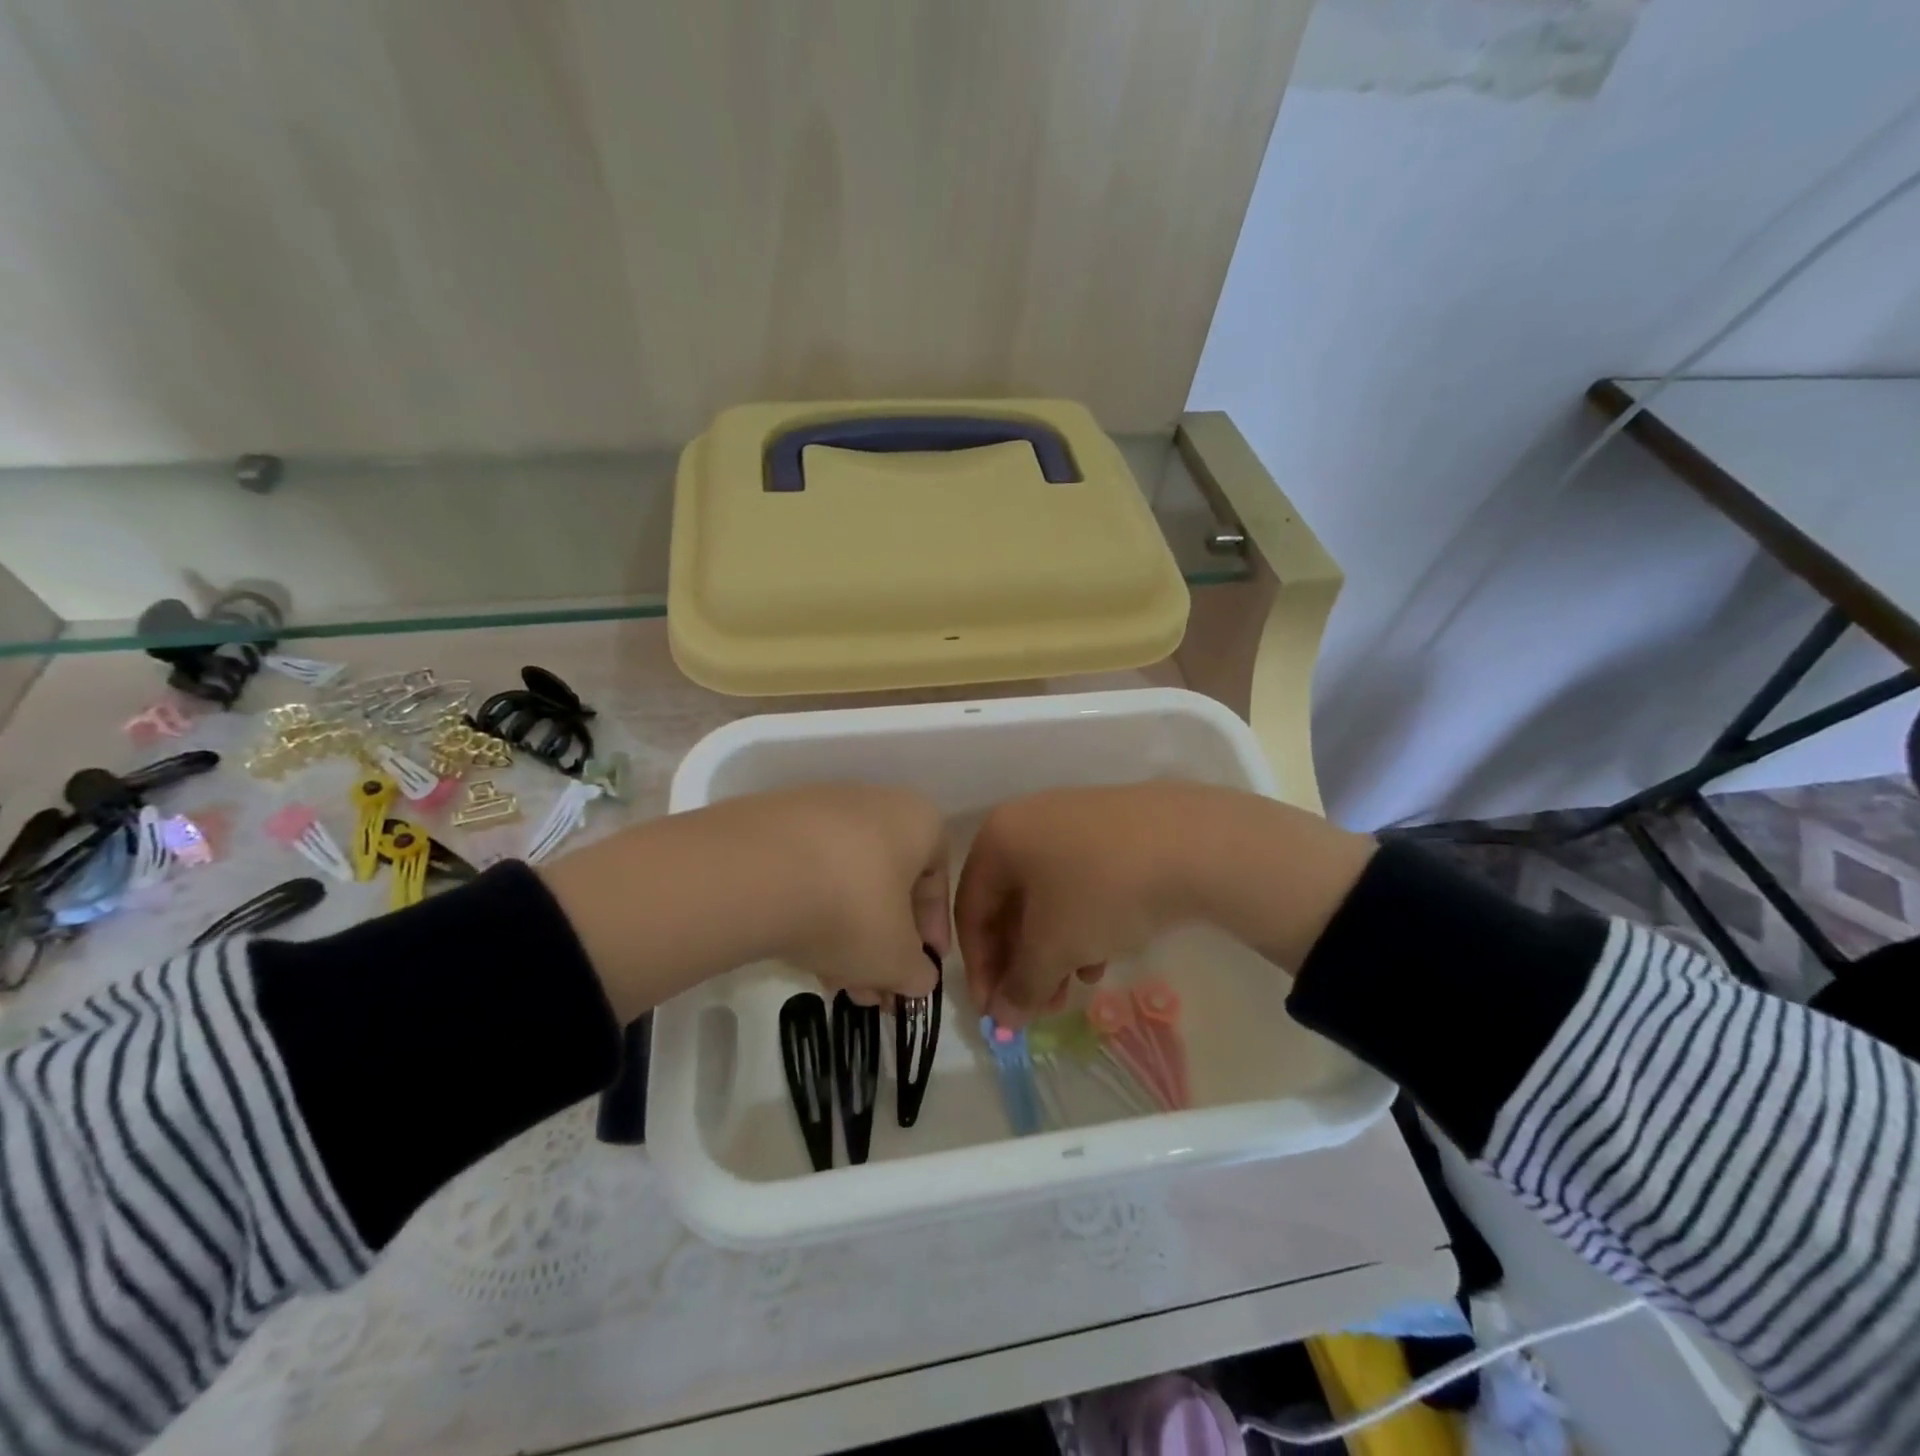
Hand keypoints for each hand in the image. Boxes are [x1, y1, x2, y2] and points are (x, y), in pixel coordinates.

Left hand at [541, 784, 948, 1021]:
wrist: (752, 873)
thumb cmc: (850, 909)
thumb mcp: (895, 958)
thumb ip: (916, 973)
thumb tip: (918, 979)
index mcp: (918, 820)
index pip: (937, 881)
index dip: (931, 933)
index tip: (919, 971)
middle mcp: (873, 802)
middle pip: (888, 882)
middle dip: (883, 942)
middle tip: (873, 990)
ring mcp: (818, 807)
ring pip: (846, 879)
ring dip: (847, 933)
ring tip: (834, 982)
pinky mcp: (772, 821)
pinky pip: (806, 870)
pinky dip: (810, 909)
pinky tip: (799, 951)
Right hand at [954, 782, 1375, 1026]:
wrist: (1193, 842)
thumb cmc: (1101, 891)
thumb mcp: (1053, 946)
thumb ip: (1020, 984)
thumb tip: (1002, 1016)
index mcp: (999, 837)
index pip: (970, 910)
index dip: (978, 966)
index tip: (995, 1010)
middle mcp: (1028, 820)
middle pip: (1009, 903)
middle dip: (1021, 961)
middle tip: (1037, 1006)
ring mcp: (1073, 820)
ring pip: (1047, 895)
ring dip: (1052, 949)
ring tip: (1073, 988)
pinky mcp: (1112, 829)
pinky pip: (1080, 882)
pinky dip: (1081, 923)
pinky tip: (1102, 956)